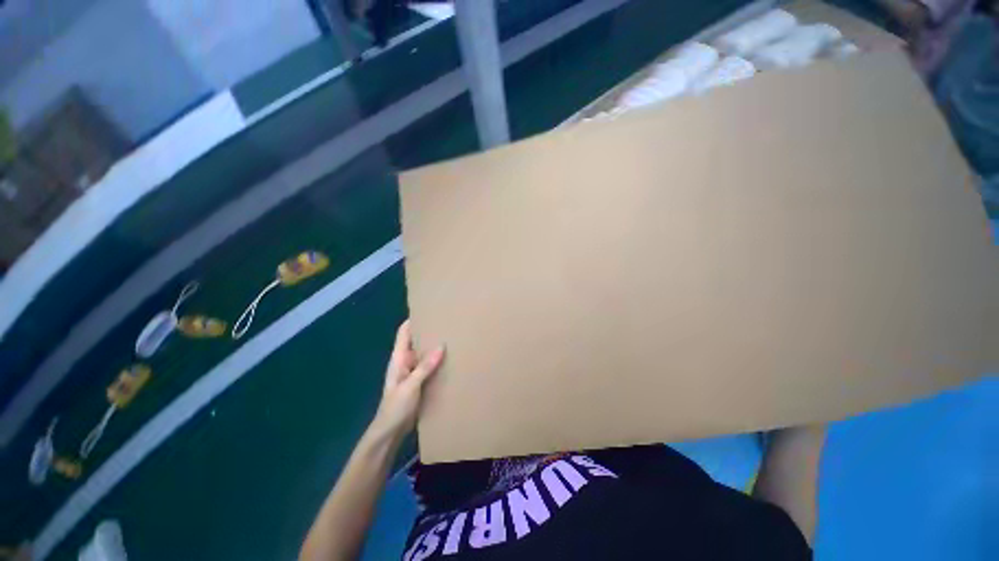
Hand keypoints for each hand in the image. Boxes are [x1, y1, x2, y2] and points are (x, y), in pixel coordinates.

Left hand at [371, 321, 444, 439]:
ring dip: (435, 347)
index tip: (429, 309)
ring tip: (453, 338)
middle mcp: (405, 361)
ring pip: (424, 354)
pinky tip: (450, 359)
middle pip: (416, 341)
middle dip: (429, 332)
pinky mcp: (419, 382)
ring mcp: (412, 372)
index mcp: (399, 358)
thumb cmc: (395, 407)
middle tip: (447, 323)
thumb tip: (441, 345)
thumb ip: (425, 366)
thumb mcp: (410, 385)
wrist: (390, 432)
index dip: (413, 320)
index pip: (404, 332)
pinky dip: (438, 361)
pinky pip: (429, 366)